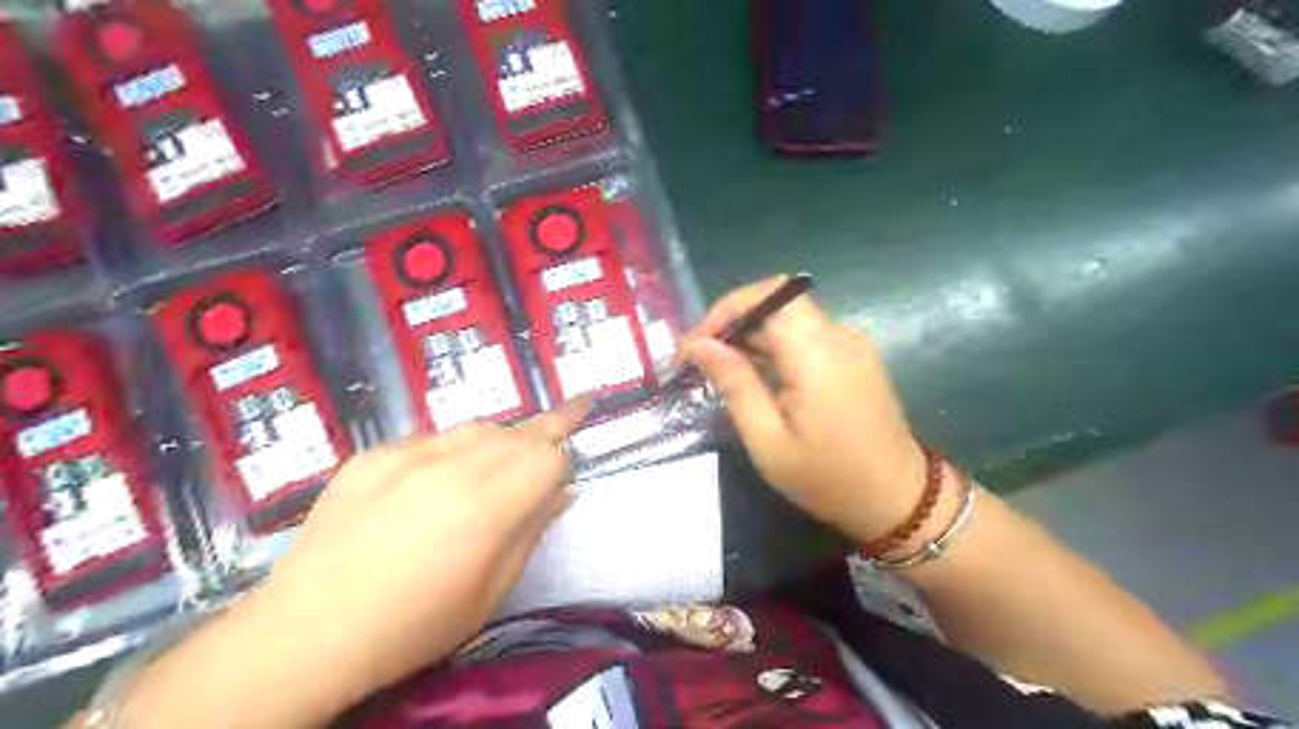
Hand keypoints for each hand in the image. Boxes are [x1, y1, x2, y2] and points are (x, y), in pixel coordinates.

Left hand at [241, 399, 590, 706]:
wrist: (305, 634)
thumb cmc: (413, 627)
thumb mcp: (489, 592)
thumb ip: (531, 532)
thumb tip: (563, 491)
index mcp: (486, 507)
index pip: (549, 455)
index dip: (566, 454)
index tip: (578, 448)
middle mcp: (451, 467)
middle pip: (518, 432)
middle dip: (547, 429)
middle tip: (571, 414)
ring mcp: (406, 455)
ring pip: (476, 428)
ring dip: (502, 438)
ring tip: (503, 458)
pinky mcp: (371, 455)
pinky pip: (429, 440)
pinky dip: (450, 450)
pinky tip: (438, 479)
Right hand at [684, 277, 929, 544]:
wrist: (899, 500)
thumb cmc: (829, 479)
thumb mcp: (769, 442)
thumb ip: (735, 385)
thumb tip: (700, 345)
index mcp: (819, 354)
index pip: (770, 296)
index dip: (726, 309)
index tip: (695, 345)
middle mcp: (839, 335)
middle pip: (777, 302)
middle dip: (732, 322)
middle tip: (699, 359)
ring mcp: (851, 344)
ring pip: (789, 317)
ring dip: (750, 334)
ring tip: (718, 369)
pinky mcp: (854, 356)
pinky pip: (805, 335)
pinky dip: (773, 346)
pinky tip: (754, 375)